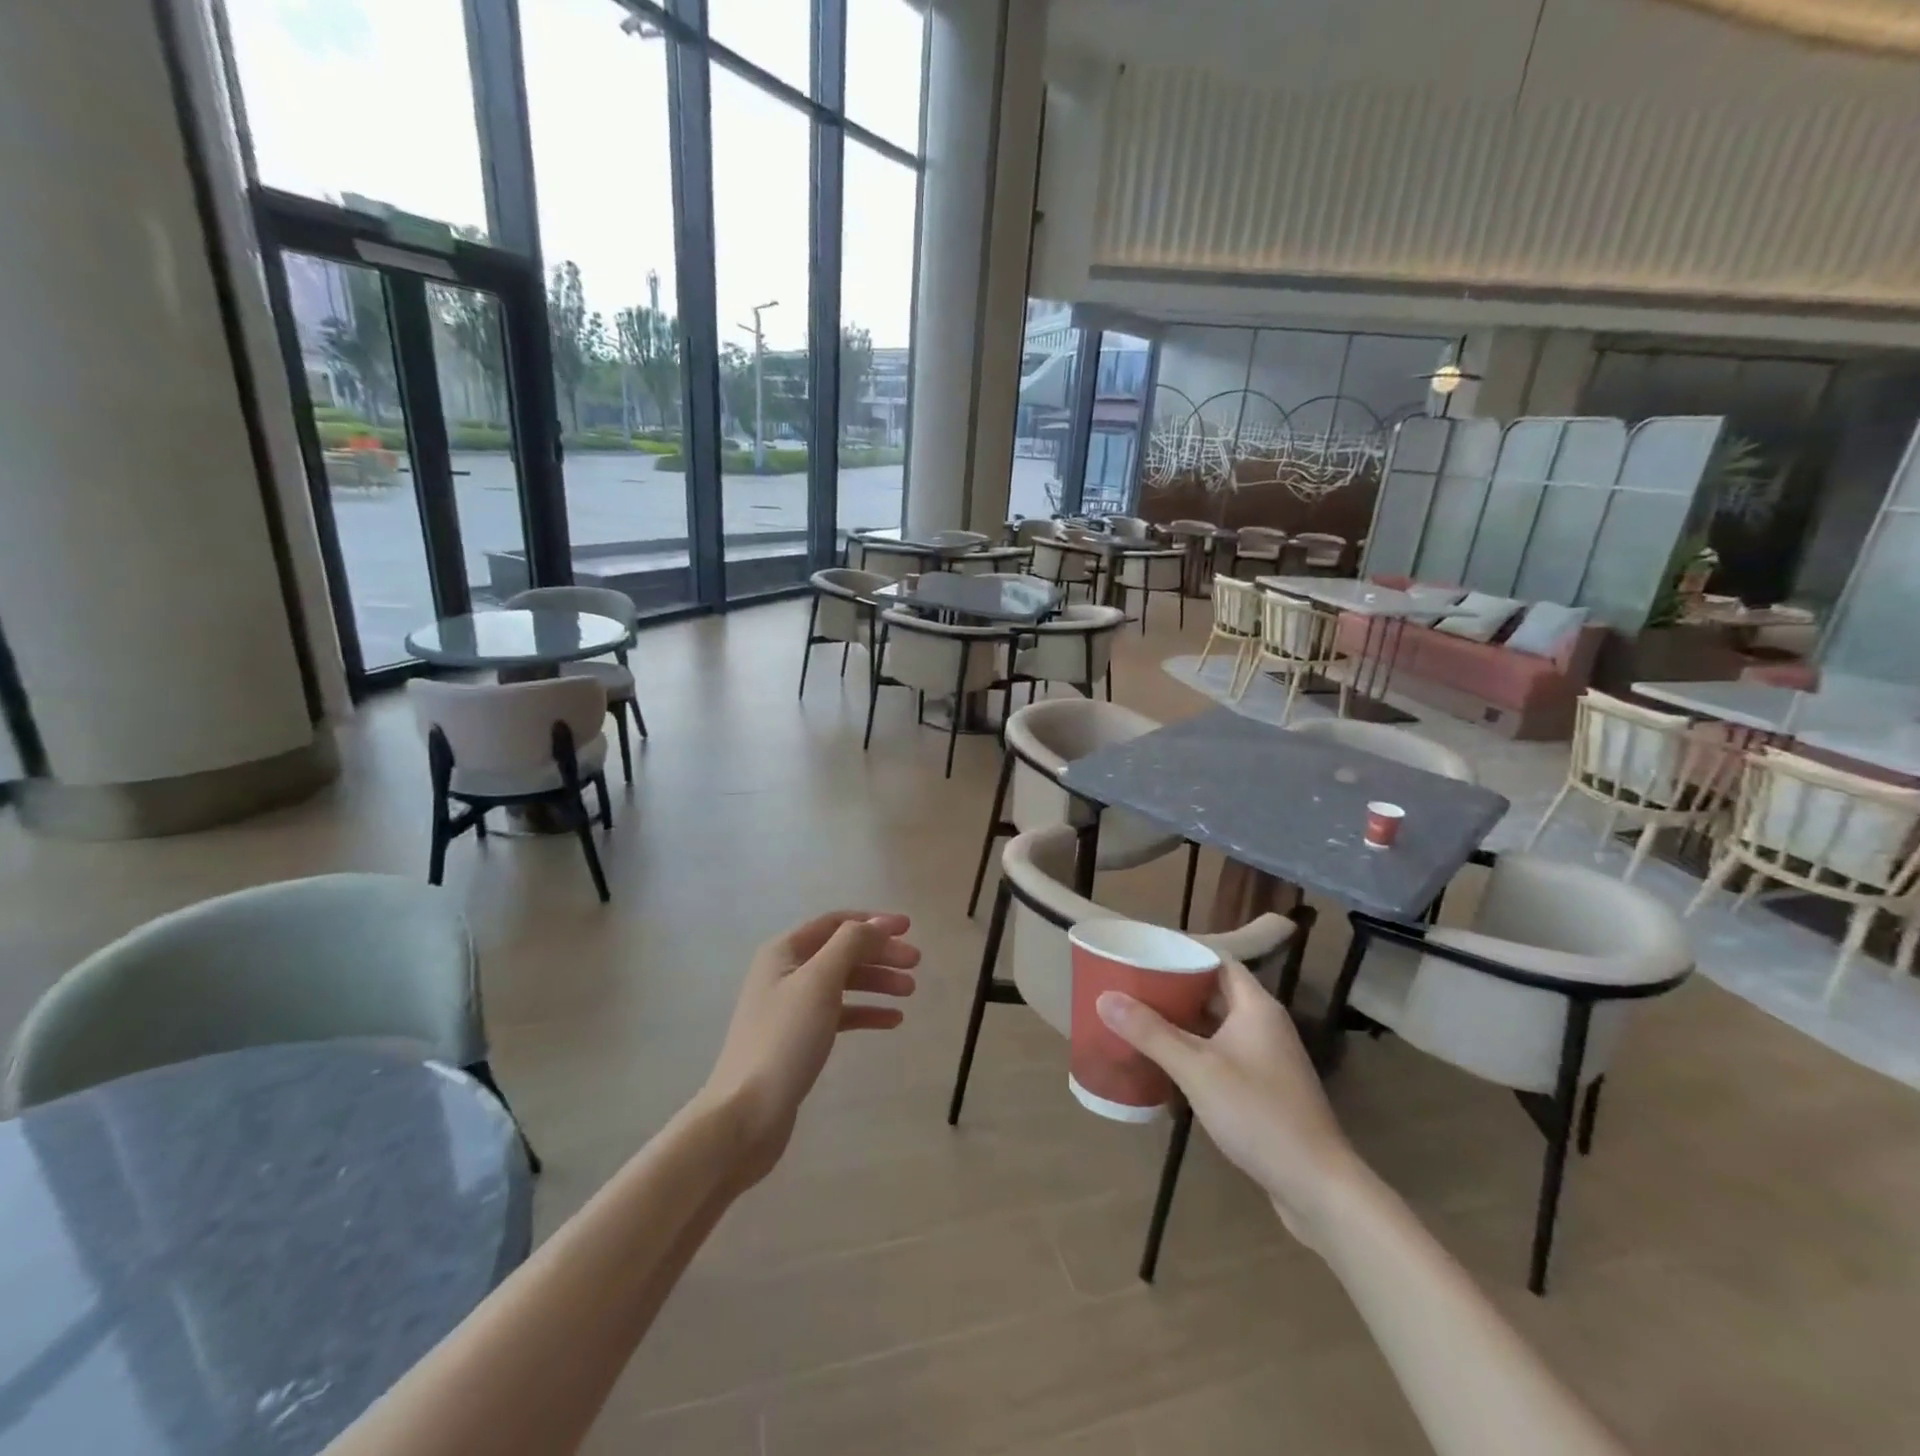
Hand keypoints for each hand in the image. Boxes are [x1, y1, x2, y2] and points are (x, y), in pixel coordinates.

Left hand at [702, 911, 918, 1186]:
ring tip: (910, 991)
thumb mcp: (819, 982)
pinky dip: (865, 1012)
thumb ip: (850, 944)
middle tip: (916, 964)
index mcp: (784, 951)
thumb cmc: (784, 1039)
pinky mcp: (799, 1039)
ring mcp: (791, 1007)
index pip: (836, 922)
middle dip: (880, 953)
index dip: (873, 922)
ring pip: (843, 982)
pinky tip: (893, 1020)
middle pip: (842, 951)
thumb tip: (878, 923)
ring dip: (877, 982)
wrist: (746, 1114)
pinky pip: (839, 1014)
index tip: (909, 928)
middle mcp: (786, 972)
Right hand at [1097, 959, 1365, 1243]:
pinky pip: (1221, 1056)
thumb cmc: (1258, 1114)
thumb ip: (1150, 1032)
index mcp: (1256, 1006)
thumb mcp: (1197, 1069)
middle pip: (1214, 992)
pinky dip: (1194, 1053)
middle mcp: (1264, 1025)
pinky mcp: (1263, 1090)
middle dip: (1174, 989)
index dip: (1182, 953)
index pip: (1217, 960)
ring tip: (1138, 1019)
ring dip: (1182, 1023)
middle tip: (1131, 987)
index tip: (1144, 953)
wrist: (1317, 1186)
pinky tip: (1164, 1065)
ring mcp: (1266, 1059)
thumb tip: (1104, 997)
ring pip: (1216, 1026)